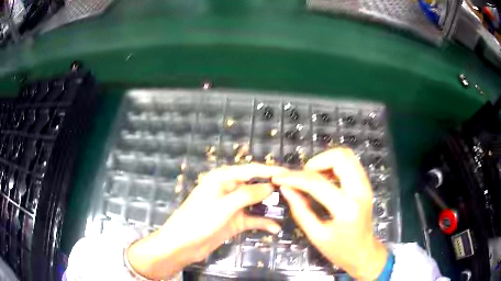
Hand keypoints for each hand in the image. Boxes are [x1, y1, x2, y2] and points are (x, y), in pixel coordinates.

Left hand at [126, 164, 284, 279]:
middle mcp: (228, 189)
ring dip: (269, 206)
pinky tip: (275, 228)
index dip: (270, 170)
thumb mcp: (224, 206)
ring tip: (289, 208)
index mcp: (222, 178)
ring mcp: (232, 206)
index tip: (288, 173)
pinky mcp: (234, 221)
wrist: (183, 245)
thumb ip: (248, 195)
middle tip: (293, 192)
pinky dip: (263, 223)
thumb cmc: (199, 221)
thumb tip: (270, 186)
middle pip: (255, 185)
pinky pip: (252, 219)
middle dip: (272, 188)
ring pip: (255, 202)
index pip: (251, 170)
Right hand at [272, 148, 387, 279]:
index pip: (317, 183)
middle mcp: (360, 191)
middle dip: (315, 162)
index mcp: (346, 209)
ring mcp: (366, 185)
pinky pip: (350, 163)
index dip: (294, 177)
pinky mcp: (366, 183)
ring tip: (312, 178)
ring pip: (346, 155)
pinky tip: (324, 179)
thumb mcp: (316, 235)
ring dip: (325, 161)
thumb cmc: (339, 250)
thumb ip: (300, 210)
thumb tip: (286, 188)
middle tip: (302, 178)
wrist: (363, 252)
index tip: (279, 178)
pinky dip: (334, 165)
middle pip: (339, 157)